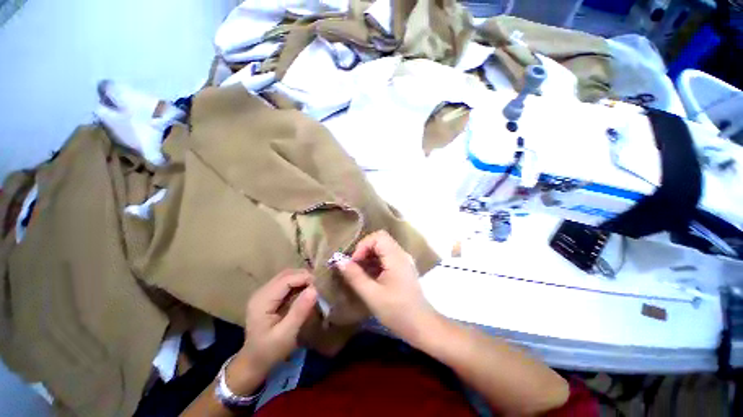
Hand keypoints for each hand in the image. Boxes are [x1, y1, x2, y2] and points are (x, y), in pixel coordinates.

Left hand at [228, 270, 316, 393]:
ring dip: (301, 279)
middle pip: (286, 275)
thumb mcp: (286, 334)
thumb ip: (299, 311)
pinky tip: (305, 292)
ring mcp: (264, 293)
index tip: (320, 285)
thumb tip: (314, 289)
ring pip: (287, 277)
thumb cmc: (269, 351)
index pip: (286, 279)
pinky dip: (297, 284)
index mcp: (262, 300)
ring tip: (314, 288)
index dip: (304, 278)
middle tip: (319, 286)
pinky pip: (286, 284)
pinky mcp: (269, 297)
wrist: (253, 363)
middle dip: (304, 277)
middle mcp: (262, 292)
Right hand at [335, 230, 438, 343]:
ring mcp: (404, 261)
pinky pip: (387, 258)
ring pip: (383, 248)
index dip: (363, 245)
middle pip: (380, 240)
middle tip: (355, 267)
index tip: (354, 263)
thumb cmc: (397, 311)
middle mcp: (402, 254)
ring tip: (360, 273)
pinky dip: (376, 263)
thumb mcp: (372, 295)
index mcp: (396, 257)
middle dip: (364, 251)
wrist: (422, 326)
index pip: (378, 236)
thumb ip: (355, 276)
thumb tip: (339, 261)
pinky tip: (370, 277)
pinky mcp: (403, 268)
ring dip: (369, 257)